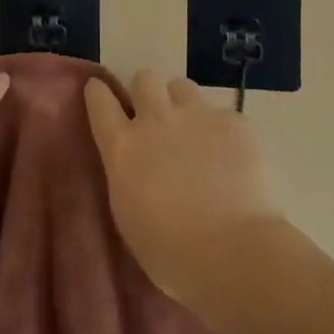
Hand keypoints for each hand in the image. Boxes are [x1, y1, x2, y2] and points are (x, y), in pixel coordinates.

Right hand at [84, 70, 284, 305]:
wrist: (233, 254)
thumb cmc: (170, 253)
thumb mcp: (128, 214)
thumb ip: (127, 176)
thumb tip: (135, 166)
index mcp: (122, 146)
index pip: (99, 99)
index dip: (99, 94)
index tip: (101, 95)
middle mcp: (155, 119)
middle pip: (144, 78)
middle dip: (147, 93)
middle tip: (157, 120)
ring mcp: (197, 116)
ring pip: (182, 86)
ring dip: (183, 104)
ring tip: (196, 133)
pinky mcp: (235, 123)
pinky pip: (224, 115)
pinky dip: (224, 133)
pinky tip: (234, 160)